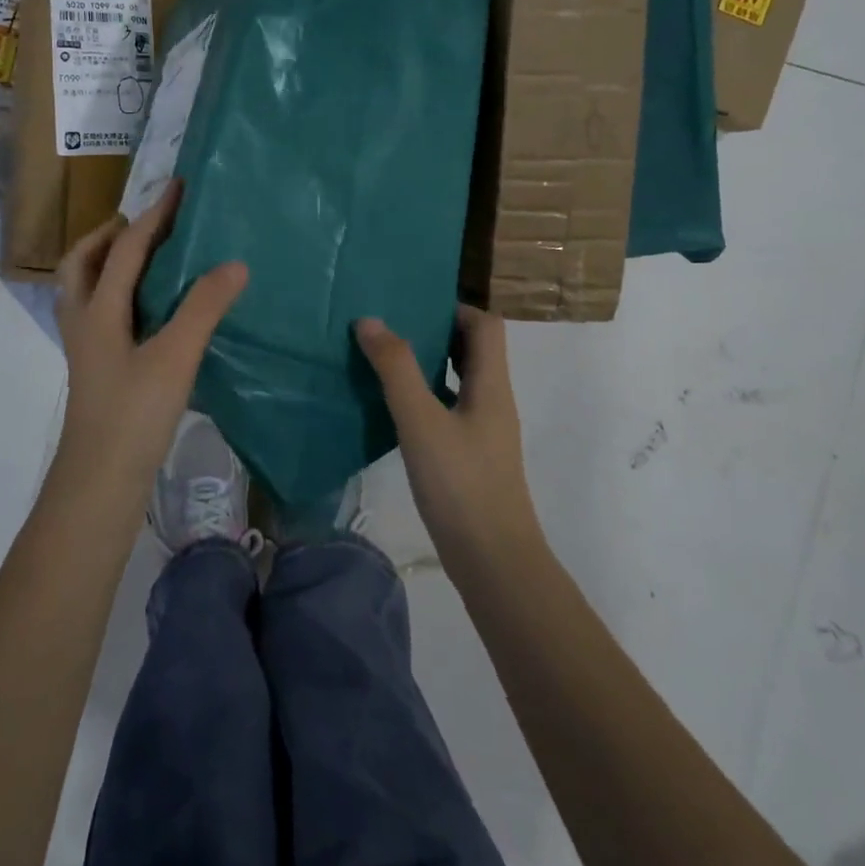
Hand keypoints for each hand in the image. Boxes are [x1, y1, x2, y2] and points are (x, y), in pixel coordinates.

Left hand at [55, 180, 247, 490]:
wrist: (100, 482)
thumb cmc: (133, 415)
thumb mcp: (174, 357)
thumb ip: (203, 307)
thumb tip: (234, 263)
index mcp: (97, 309)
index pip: (125, 249)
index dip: (153, 216)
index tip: (178, 187)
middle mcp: (84, 320)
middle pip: (83, 262)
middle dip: (111, 235)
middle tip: (147, 224)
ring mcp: (87, 347)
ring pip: (87, 288)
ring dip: (110, 263)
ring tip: (148, 259)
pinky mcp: (97, 368)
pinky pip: (102, 312)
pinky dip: (120, 293)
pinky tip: (151, 310)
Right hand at [355, 305, 542, 574]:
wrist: (494, 562)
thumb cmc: (461, 485)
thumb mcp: (421, 421)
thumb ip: (396, 369)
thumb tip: (370, 320)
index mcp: (491, 384)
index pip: (485, 325)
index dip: (454, 307)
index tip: (412, 303)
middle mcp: (492, 400)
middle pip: (472, 349)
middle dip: (434, 331)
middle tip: (390, 324)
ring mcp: (482, 430)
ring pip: (457, 379)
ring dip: (426, 363)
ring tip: (383, 356)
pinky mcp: (469, 455)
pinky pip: (447, 407)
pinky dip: (423, 395)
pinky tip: (391, 406)